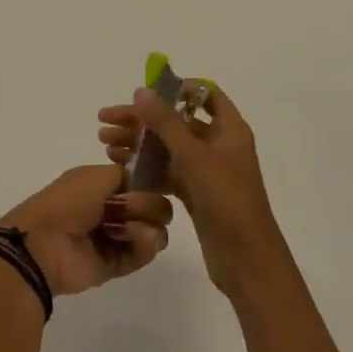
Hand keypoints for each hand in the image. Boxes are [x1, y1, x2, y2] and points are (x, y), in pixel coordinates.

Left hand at [0, 165, 172, 296]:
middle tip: (130, 206)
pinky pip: (143, 254)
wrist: (44, 243)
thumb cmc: (68, 201)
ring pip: (153, 230)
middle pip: (152, 205)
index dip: (149, 182)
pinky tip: (137, 237)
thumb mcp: (94, 175)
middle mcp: (111, 210)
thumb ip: (126, 174)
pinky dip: (146, 245)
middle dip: (149, 203)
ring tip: (131, 228)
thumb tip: (145, 181)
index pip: (140, 182)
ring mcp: (115, 238)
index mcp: (102, 186)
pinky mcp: (117, 265)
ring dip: (149, 224)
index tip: (149, 182)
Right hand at [97, 85, 284, 298]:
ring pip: (168, 147)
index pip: (205, 94)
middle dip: (142, 119)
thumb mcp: (195, 157)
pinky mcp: (196, 194)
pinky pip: (167, 172)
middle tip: (106, 120)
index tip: (145, 92)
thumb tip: (141, 90)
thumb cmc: (227, 200)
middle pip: (177, 120)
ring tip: (105, 144)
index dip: (176, 88)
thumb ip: (166, 122)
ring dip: (138, 143)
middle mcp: (219, 145)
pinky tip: (120, 167)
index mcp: (229, 129)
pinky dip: (145, 167)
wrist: (247, 263)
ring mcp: (206, 171)